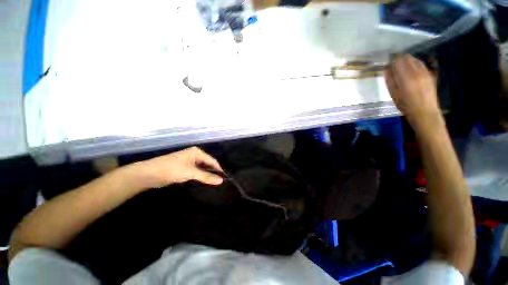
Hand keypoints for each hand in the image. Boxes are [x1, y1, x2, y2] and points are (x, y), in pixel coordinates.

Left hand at [134, 147, 223, 188]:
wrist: (149, 174)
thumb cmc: (172, 169)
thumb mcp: (191, 173)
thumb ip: (206, 177)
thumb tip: (221, 180)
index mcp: (197, 152)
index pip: (212, 161)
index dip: (218, 169)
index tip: (224, 178)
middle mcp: (194, 155)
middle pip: (207, 164)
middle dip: (212, 172)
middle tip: (219, 182)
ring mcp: (188, 161)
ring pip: (202, 168)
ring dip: (206, 175)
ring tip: (214, 183)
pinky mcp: (184, 168)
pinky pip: (196, 171)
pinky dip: (200, 176)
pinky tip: (203, 182)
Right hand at [384, 55, 441, 130]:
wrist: (424, 112)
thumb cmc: (405, 104)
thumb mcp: (393, 93)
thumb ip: (390, 79)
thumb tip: (386, 67)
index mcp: (406, 76)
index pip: (399, 60)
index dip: (392, 59)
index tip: (388, 63)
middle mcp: (417, 71)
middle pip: (408, 58)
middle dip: (400, 59)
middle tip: (394, 65)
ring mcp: (425, 72)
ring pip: (415, 60)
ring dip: (408, 61)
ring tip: (402, 67)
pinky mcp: (430, 74)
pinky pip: (421, 64)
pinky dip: (415, 64)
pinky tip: (411, 70)